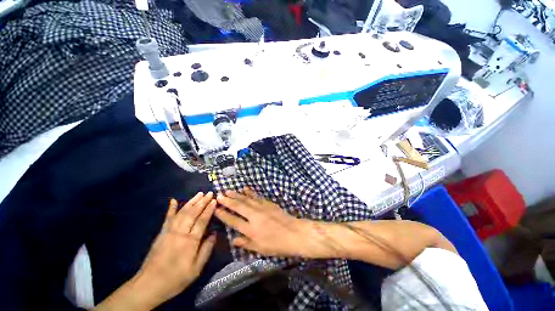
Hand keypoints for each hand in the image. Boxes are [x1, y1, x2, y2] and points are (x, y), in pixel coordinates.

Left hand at [133, 192, 216, 307]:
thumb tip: (214, 234)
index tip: (215, 200)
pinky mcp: (161, 233)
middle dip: (202, 202)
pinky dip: (171, 209)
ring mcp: (169, 231)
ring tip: (199, 194)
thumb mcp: (196, 269)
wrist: (149, 285)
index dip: (209, 209)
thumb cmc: (176, 278)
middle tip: (210, 193)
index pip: (202, 220)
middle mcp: (180, 233)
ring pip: (182, 212)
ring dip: (191, 202)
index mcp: (190, 241)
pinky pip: (167, 218)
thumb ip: (206, 250)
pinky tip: (173, 200)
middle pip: (193, 213)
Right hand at [215, 188, 311, 256]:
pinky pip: (257, 196)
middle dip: (228, 200)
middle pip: (238, 206)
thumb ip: (246, 243)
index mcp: (250, 229)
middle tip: (219, 195)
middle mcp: (254, 216)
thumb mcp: (260, 248)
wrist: (293, 233)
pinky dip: (250, 192)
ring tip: (228, 190)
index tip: (216, 209)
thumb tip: (233, 240)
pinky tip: (245, 188)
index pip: (233, 221)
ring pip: (246, 199)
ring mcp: (262, 207)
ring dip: (237, 194)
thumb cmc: (277, 244)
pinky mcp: (268, 203)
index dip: (224, 215)